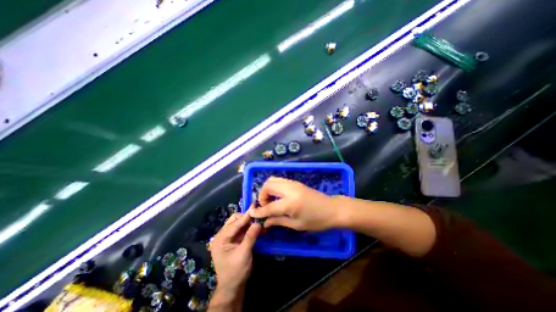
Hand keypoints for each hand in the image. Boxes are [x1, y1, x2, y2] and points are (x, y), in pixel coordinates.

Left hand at [211, 211, 262, 290]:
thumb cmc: (235, 272)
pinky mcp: (234, 240)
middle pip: (235, 220)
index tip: (255, 206)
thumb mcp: (243, 254)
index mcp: (220, 239)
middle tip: (258, 217)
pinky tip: (257, 227)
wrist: (233, 287)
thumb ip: (250, 237)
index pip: (234, 223)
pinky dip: (249, 227)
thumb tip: (258, 222)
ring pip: (239, 223)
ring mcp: (228, 237)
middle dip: (247, 218)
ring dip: (249, 222)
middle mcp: (222, 235)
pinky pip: (242, 229)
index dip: (245, 215)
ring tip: (259, 221)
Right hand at [250, 177, 340, 230]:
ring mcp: (293, 183)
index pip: (269, 206)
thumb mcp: (296, 225)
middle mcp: (289, 189)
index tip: (252, 213)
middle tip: (266, 206)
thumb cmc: (316, 221)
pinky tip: (278, 197)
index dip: (259, 211)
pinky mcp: (295, 182)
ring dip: (268, 190)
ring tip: (271, 201)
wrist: (332, 209)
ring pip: (273, 179)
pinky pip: (279, 180)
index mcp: (290, 203)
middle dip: (262, 195)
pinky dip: (274, 187)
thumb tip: (265, 222)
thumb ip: (278, 221)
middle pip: (268, 185)